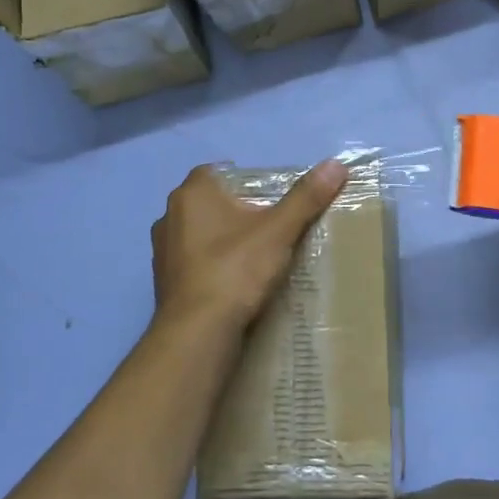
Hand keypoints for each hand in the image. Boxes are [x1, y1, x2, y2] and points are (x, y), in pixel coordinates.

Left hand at [150, 160, 348, 333]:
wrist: (197, 333)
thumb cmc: (235, 269)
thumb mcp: (278, 231)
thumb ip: (306, 197)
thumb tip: (336, 164)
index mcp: (192, 193)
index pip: (218, 171)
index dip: (246, 181)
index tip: (271, 199)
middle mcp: (169, 216)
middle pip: (210, 203)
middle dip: (237, 211)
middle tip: (271, 226)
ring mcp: (163, 252)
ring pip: (200, 235)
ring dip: (223, 241)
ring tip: (256, 257)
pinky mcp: (165, 283)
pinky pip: (194, 264)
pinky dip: (213, 268)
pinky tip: (236, 284)